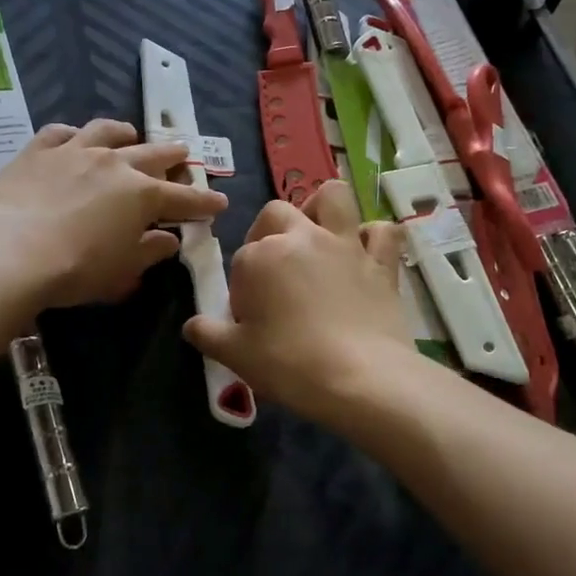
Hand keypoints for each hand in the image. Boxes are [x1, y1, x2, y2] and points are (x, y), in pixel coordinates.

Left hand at [0, 119, 227, 310]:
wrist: (13, 251)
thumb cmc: (76, 269)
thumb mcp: (121, 271)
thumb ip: (149, 252)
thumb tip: (168, 240)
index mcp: (142, 195)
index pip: (183, 198)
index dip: (204, 202)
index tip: (219, 202)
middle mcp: (114, 164)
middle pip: (152, 154)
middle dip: (173, 156)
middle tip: (184, 154)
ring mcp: (75, 151)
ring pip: (107, 132)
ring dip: (125, 134)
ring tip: (131, 135)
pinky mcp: (39, 150)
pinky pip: (59, 133)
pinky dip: (72, 135)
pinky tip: (73, 137)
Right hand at [183, 182, 412, 425]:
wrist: (362, 378)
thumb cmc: (290, 364)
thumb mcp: (235, 355)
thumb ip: (208, 334)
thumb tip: (193, 325)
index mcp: (261, 256)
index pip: (241, 260)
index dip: (242, 288)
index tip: (249, 319)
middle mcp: (302, 238)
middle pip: (276, 214)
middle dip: (268, 233)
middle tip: (273, 272)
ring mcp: (346, 245)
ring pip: (333, 197)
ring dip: (321, 209)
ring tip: (316, 236)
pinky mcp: (381, 262)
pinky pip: (382, 231)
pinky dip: (373, 237)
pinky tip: (364, 255)